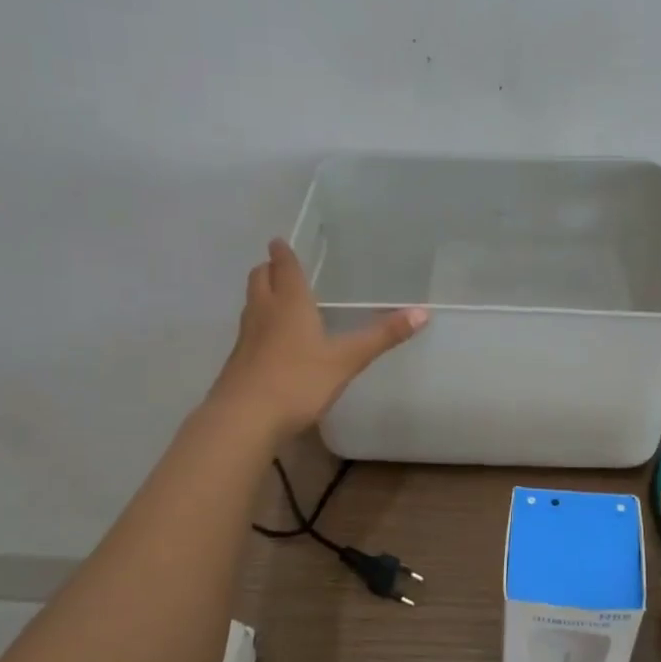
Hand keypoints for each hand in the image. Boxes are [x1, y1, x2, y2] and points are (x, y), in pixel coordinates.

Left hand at [209, 239, 427, 439]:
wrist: (245, 419)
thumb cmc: (298, 381)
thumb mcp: (347, 360)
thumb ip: (382, 337)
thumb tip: (423, 312)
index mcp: (290, 304)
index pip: (284, 268)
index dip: (283, 254)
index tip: (278, 241)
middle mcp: (264, 313)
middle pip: (259, 280)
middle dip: (268, 270)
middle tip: (277, 266)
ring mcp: (246, 338)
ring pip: (251, 305)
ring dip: (261, 295)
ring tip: (276, 297)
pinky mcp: (237, 362)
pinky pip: (248, 332)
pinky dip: (259, 325)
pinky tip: (271, 341)